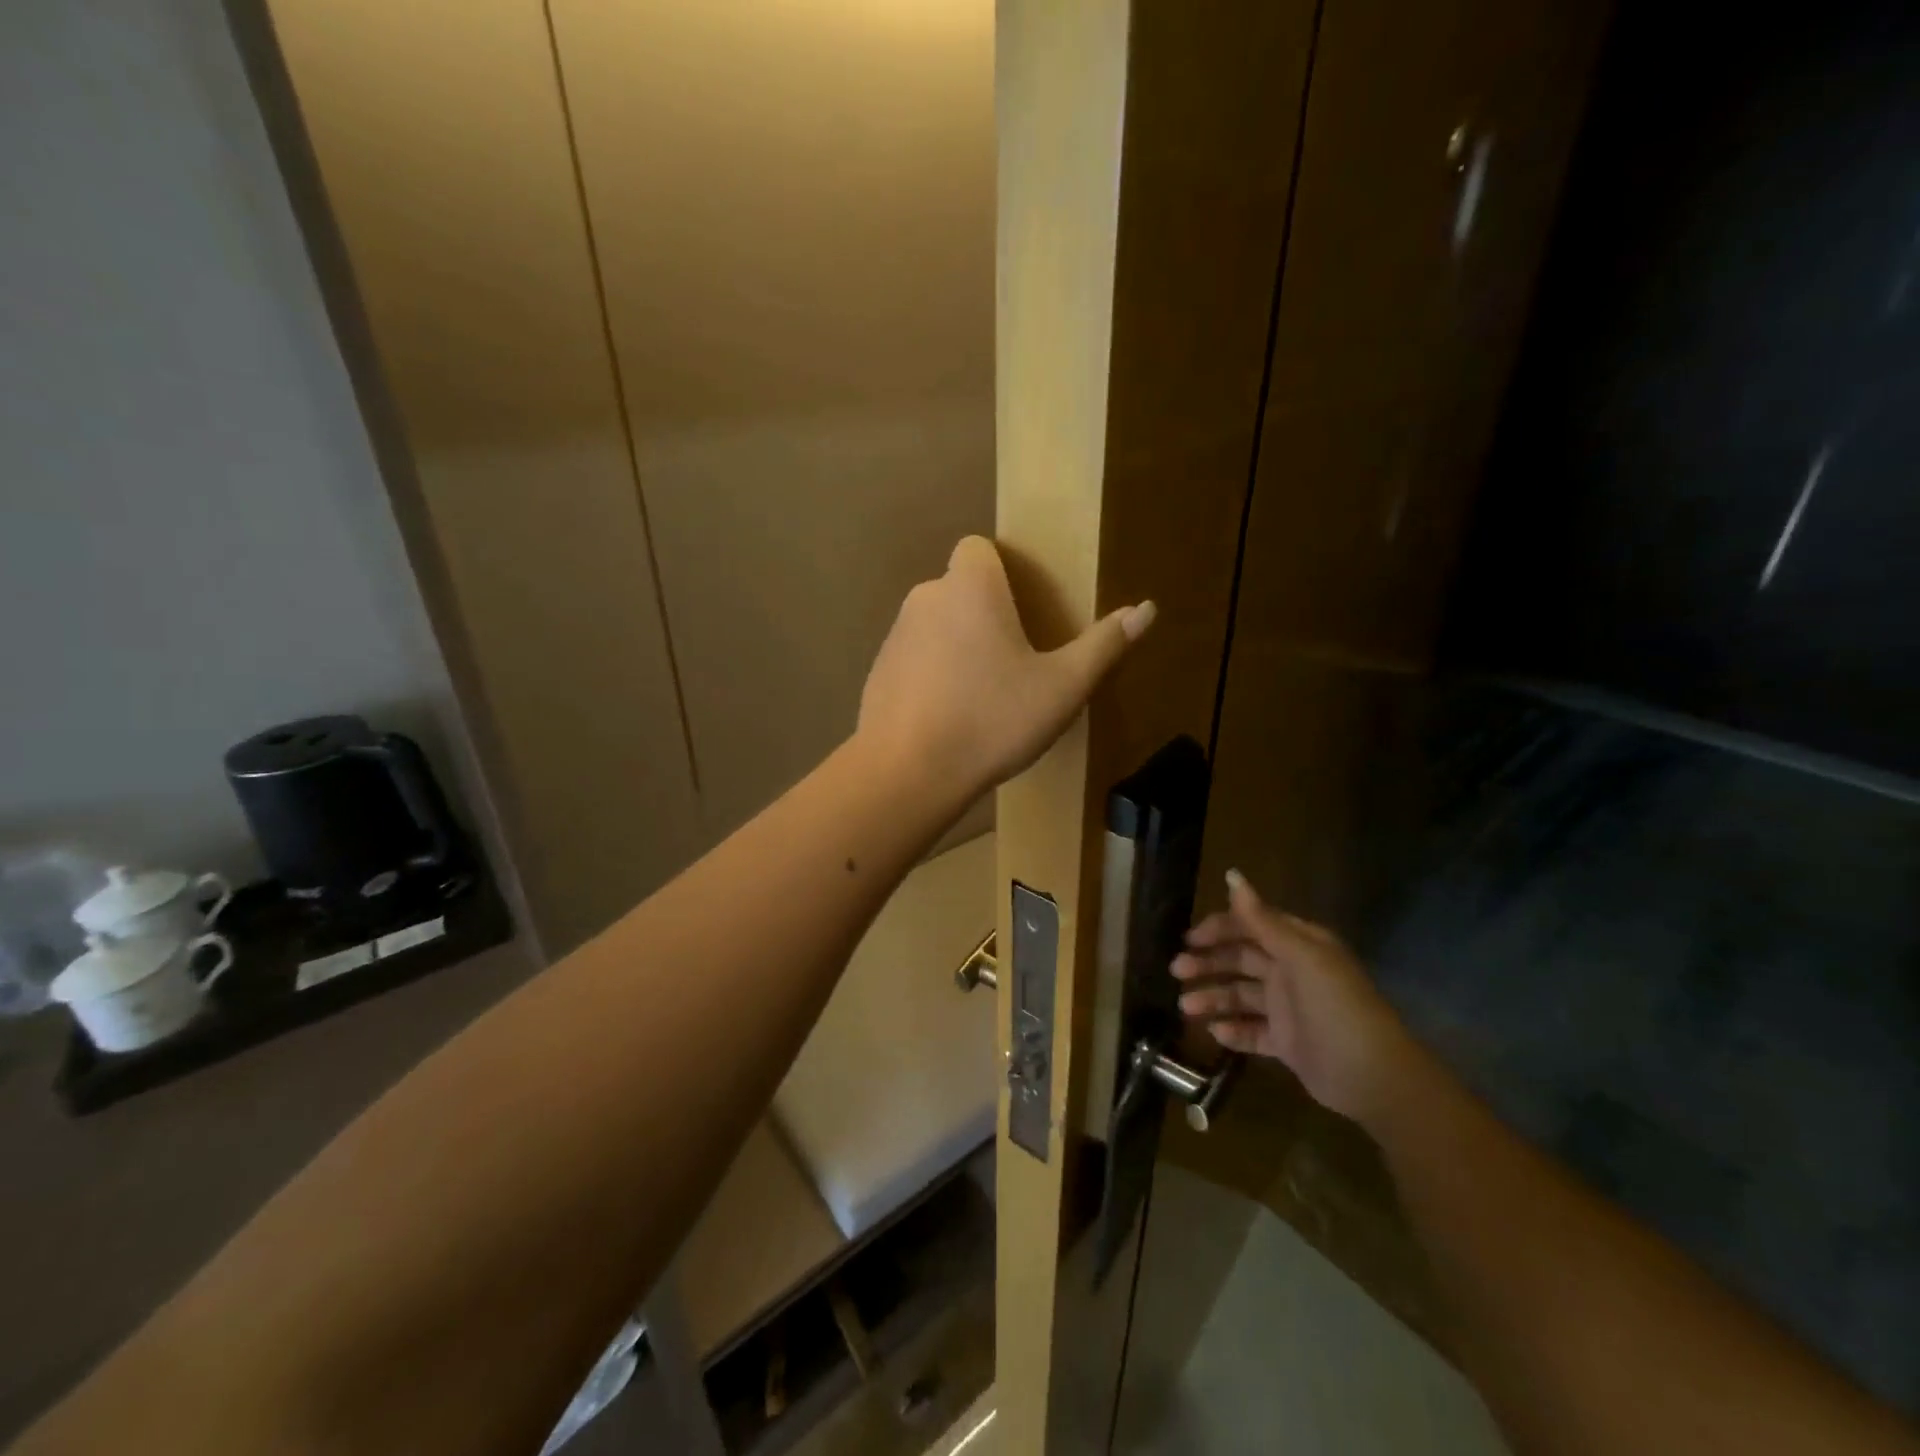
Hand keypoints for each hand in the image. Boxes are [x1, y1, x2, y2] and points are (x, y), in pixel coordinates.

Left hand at [857, 536, 1154, 801]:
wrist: (907, 773)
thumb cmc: (991, 721)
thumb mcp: (1062, 688)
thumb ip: (1103, 645)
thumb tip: (1147, 608)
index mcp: (970, 587)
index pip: (979, 547)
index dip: (1002, 569)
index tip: (1024, 608)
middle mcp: (926, 598)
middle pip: (960, 588)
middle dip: (986, 613)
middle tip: (1016, 660)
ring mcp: (895, 636)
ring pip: (936, 625)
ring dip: (959, 645)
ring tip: (984, 695)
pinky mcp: (877, 672)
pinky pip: (914, 659)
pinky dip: (932, 674)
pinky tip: (949, 717)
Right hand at [1171, 870, 1424, 1126]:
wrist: (1374, 1078)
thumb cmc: (1335, 1007)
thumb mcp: (1300, 957)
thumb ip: (1262, 920)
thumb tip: (1232, 875)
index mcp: (1298, 945)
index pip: (1251, 926)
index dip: (1219, 929)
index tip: (1189, 939)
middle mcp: (1292, 972)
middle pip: (1240, 959)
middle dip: (1208, 963)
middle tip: (1176, 971)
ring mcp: (1289, 1009)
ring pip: (1240, 996)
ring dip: (1212, 998)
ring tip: (1186, 1008)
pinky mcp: (1287, 1043)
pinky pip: (1252, 1031)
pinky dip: (1232, 1031)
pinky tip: (1214, 1032)